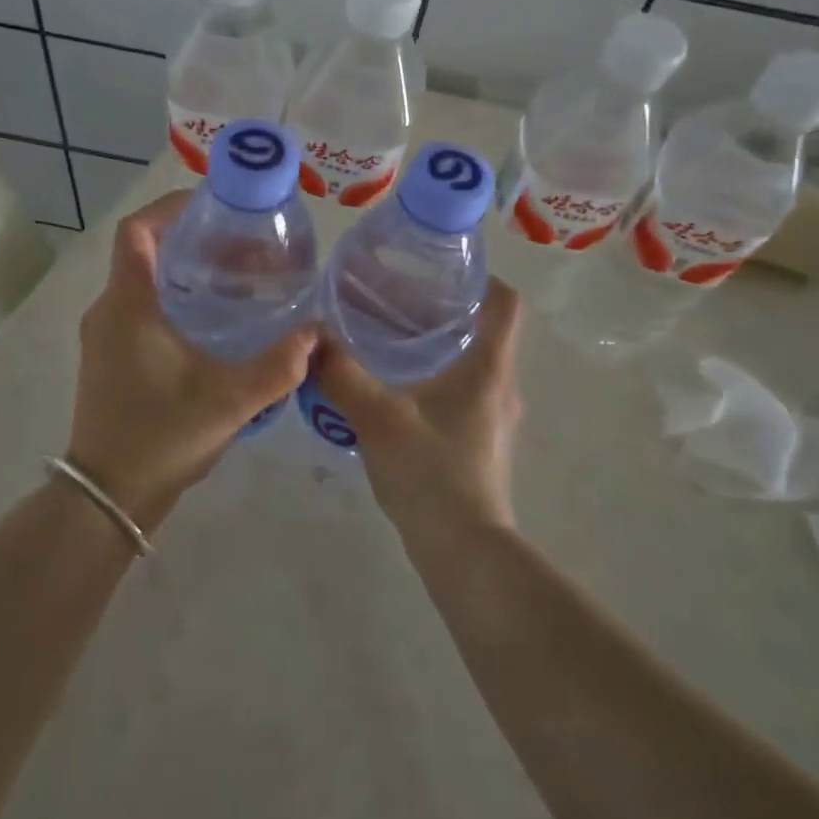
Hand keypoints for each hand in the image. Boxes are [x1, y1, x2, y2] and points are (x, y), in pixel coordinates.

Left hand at [65, 191, 315, 528]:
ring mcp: (105, 337)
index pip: (136, 230)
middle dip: (193, 240)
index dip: (170, 207)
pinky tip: (214, 321)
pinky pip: (140, 308)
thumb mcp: (229, 400)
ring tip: (237, 278)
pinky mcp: (110, 359)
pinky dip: (175, 299)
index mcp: (127, 305)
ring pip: (143, 282)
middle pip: (145, 252)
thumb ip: (278, 365)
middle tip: (244, 247)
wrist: (109, 496)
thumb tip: (316, 334)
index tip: (215, 207)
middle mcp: (109, 311)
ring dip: (185, 272)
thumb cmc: (161, 436)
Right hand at [310, 278, 522, 537]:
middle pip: (486, 330)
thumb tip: (312, 339)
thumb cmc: (431, 473)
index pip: (505, 304)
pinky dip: (437, 378)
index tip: (442, 268)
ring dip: (440, 345)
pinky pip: (463, 393)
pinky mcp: (481, 442)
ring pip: (474, 363)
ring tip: (392, 336)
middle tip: (399, 297)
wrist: (462, 549)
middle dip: (447, 309)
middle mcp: (501, 387)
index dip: (482, 278)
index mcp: (488, 368)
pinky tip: (397, 387)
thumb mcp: (378, 418)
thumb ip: (343, 375)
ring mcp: (494, 418)